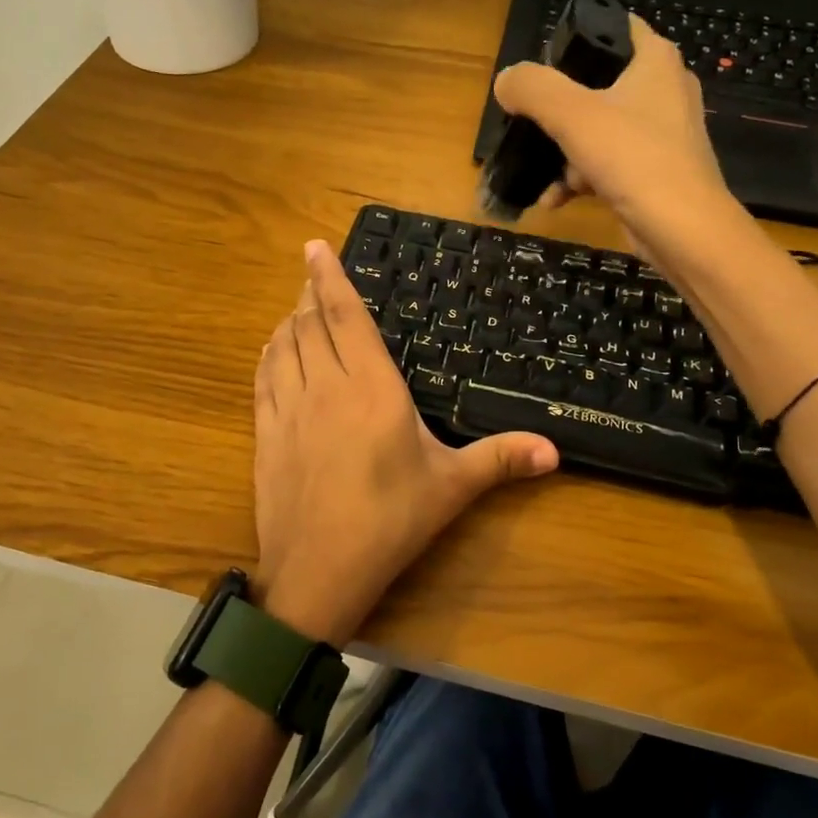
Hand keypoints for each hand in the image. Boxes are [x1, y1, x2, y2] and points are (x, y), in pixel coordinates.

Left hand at [252, 240, 558, 645]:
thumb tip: (555, 450)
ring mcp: (288, 409)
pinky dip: (269, 354)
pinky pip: (263, 378)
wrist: (318, 571)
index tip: (315, 246)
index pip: (344, 315)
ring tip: (297, 309)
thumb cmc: (390, 521)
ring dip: (288, 321)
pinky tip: (274, 351)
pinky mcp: (265, 434)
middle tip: (312, 275)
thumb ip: (500, 459)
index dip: (328, 276)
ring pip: (283, 346)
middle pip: (309, 323)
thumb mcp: (451, 487)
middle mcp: (325, 386)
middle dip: (309, 294)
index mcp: (371, 387)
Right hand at [491, 15, 740, 262]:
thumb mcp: (572, 115)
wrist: (682, 229)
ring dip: (565, 153)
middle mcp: (664, 90)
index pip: (614, 27)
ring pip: (599, 130)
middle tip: (533, 122)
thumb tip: (506, 81)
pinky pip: (608, 164)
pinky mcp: (655, 172)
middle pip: (599, 85)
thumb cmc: (633, 158)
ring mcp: (662, 134)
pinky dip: (581, 179)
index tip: (542, 62)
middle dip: (560, 109)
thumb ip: (533, 89)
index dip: (577, 38)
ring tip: (545, 175)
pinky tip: (555, 200)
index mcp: (655, 61)